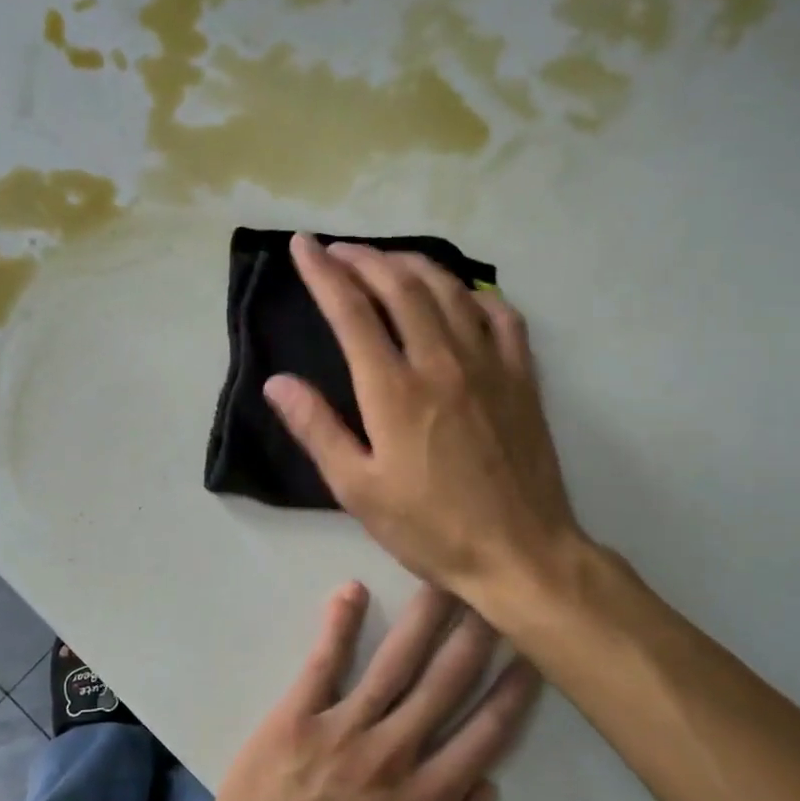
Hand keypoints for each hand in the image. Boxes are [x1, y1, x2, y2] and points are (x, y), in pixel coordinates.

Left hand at [200, 582, 538, 800]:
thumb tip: (487, 787)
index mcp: (426, 800)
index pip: (485, 737)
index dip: (514, 695)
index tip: (532, 655)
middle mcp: (392, 753)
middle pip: (445, 684)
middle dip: (475, 636)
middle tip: (495, 593)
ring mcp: (342, 728)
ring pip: (394, 664)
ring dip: (422, 619)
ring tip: (442, 578)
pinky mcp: (297, 713)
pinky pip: (324, 662)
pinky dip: (339, 624)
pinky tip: (353, 590)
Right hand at [264, 234, 587, 609]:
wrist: (522, 554)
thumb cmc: (431, 528)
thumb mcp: (358, 490)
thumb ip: (317, 429)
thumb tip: (277, 382)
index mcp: (394, 390)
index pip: (351, 312)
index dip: (322, 273)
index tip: (302, 246)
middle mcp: (441, 362)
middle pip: (399, 287)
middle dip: (363, 259)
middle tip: (338, 249)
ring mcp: (488, 365)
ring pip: (448, 290)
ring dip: (412, 265)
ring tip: (386, 260)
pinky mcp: (521, 377)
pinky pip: (501, 315)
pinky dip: (474, 293)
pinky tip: (461, 295)